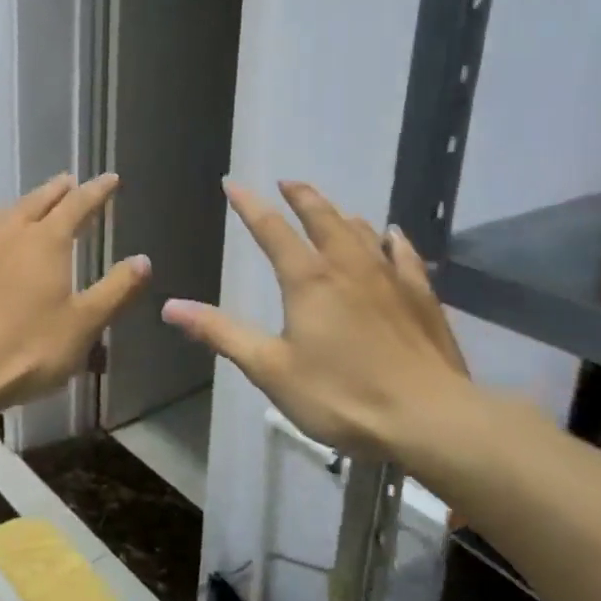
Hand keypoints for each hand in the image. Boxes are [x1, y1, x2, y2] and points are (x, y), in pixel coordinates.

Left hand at [0, 173, 150, 411]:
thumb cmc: (29, 348)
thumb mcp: (85, 324)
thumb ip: (116, 289)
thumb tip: (143, 260)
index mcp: (46, 240)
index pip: (78, 204)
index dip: (97, 190)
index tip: (111, 178)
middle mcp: (9, 233)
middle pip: (37, 200)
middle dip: (58, 190)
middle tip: (71, 182)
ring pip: (3, 213)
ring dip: (23, 205)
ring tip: (32, 207)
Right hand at [162, 180, 473, 463]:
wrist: (429, 418)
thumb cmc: (341, 395)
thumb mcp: (270, 368)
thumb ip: (221, 333)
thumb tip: (170, 306)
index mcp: (308, 279)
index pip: (271, 229)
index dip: (249, 205)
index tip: (232, 183)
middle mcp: (348, 266)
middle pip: (322, 217)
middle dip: (301, 196)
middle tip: (287, 182)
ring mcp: (390, 277)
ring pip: (362, 231)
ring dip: (341, 213)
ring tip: (331, 208)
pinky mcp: (421, 296)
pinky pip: (404, 255)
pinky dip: (391, 240)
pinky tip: (392, 235)